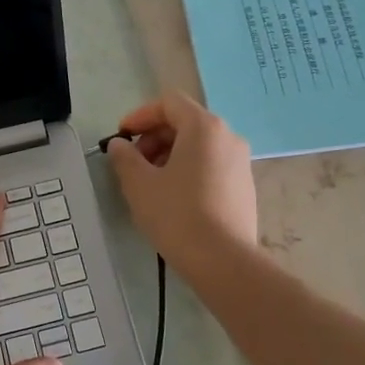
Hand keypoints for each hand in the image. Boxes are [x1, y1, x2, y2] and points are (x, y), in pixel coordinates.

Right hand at [105, 90, 257, 276]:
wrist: (223, 261)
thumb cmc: (177, 215)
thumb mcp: (139, 184)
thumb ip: (124, 157)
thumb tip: (120, 145)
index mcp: (204, 127)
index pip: (168, 103)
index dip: (140, 116)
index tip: (121, 138)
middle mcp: (228, 137)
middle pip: (185, 122)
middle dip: (154, 137)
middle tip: (133, 163)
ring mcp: (241, 162)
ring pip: (199, 146)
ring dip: (170, 155)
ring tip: (150, 183)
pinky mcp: (244, 187)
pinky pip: (212, 165)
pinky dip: (189, 170)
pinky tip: (174, 198)